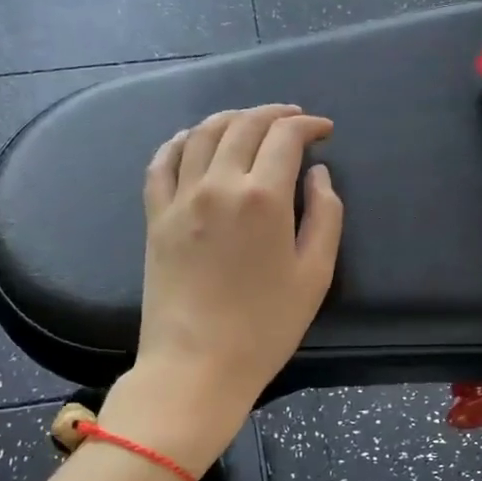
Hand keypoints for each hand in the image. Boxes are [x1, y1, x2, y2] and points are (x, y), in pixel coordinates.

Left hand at [133, 104, 343, 427]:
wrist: (196, 365)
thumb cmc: (266, 326)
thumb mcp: (316, 274)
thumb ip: (325, 215)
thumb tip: (318, 174)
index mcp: (264, 197)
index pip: (286, 137)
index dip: (308, 125)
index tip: (324, 131)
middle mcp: (219, 184)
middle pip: (244, 126)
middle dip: (274, 114)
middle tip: (294, 119)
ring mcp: (181, 198)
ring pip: (203, 134)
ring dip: (231, 118)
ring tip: (250, 121)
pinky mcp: (155, 217)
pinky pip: (162, 162)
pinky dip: (181, 141)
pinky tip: (193, 139)